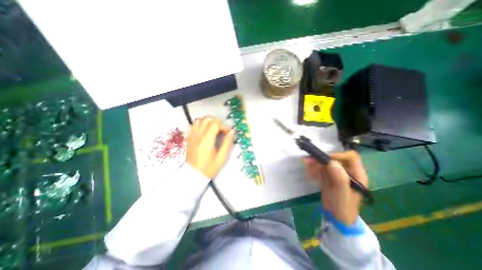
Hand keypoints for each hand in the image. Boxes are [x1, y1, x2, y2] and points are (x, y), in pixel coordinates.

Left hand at [186, 116, 234, 177]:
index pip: (215, 124)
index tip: (228, 132)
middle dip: (217, 121)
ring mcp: (192, 136)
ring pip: (200, 120)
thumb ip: (227, 143)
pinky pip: (193, 125)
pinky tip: (205, 130)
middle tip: (222, 129)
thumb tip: (232, 132)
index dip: (224, 126)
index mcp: (207, 140)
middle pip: (207, 119)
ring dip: (209, 121)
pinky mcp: (189, 138)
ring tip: (214, 128)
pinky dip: (200, 124)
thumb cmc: (209, 167)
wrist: (194, 175)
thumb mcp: (222, 157)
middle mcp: (198, 135)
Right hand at [305, 152, 369, 225]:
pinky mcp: (328, 176)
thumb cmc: (343, 208)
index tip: (324, 160)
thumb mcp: (342, 195)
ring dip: (315, 163)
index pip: (350, 157)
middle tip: (308, 161)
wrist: (336, 217)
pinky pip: (320, 168)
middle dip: (321, 159)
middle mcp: (347, 171)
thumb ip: (340, 179)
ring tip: (307, 166)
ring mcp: (337, 173)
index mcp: (357, 174)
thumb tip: (332, 162)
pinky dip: (313, 168)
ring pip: (326, 162)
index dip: (337, 155)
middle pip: (335, 158)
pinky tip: (309, 172)